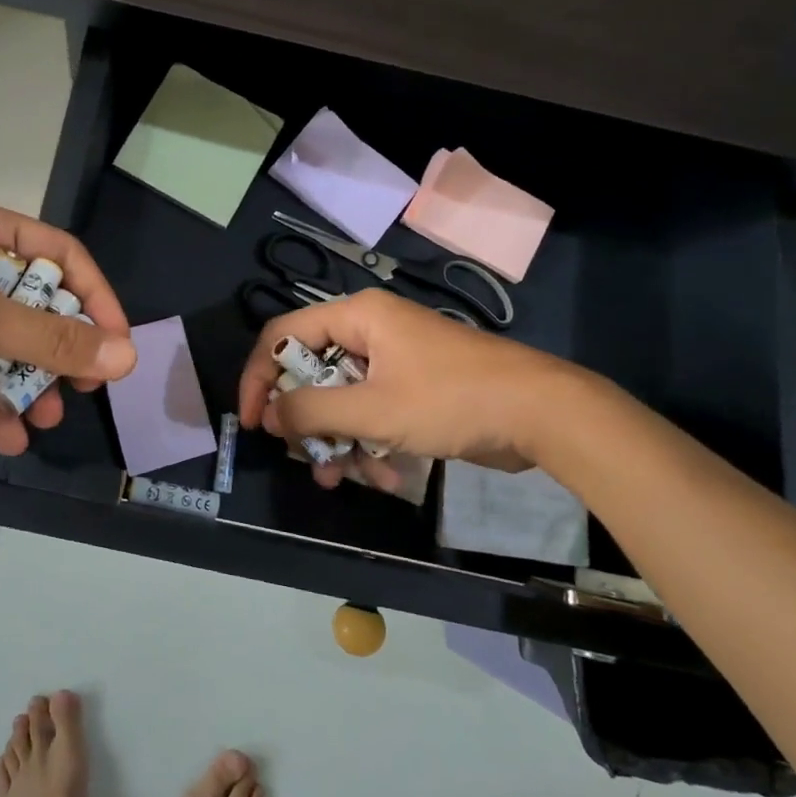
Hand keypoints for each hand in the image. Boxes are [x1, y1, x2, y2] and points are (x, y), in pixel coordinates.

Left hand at [0, 195, 134, 452]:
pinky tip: (10, 436)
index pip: (57, 255)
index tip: (116, 342)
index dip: (93, 297)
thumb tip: (124, 356)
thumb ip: (50, 339)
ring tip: (48, 418)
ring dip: (28, 382)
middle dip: (58, 349)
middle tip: (84, 386)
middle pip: (33, 304)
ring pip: (4, 344)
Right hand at [237, 288, 576, 488]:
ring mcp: (393, 360)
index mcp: (356, 317)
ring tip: (340, 479)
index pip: (282, 335)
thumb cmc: (450, 400)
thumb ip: (312, 411)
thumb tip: (270, 415)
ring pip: (341, 399)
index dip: (259, 377)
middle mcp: (369, 331)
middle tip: (303, 457)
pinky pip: (372, 412)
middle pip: (312, 372)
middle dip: (307, 421)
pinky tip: (384, 477)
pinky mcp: (413, 388)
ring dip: (338, 441)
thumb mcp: (372, 410)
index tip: (254, 422)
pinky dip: (370, 444)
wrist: (541, 414)